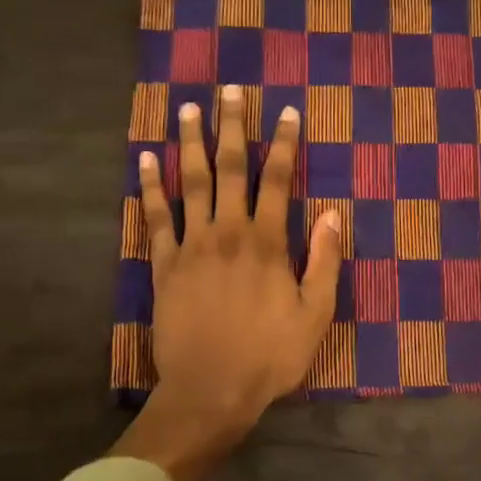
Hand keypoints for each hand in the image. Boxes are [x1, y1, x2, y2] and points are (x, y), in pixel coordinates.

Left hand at [113, 85, 342, 480]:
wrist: (210, 390)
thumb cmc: (269, 356)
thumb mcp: (315, 314)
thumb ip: (325, 260)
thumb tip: (333, 213)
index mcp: (267, 243)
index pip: (278, 180)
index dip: (284, 144)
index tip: (286, 112)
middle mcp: (227, 233)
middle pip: (230, 169)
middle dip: (233, 127)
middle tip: (230, 90)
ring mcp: (191, 246)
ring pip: (190, 183)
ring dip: (191, 143)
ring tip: (188, 108)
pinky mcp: (164, 265)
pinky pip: (156, 217)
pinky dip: (150, 186)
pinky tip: (146, 160)